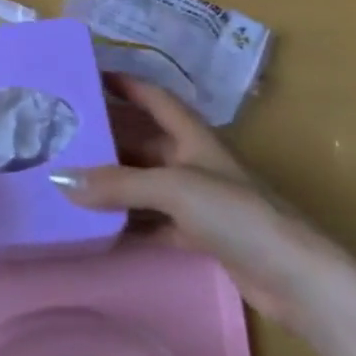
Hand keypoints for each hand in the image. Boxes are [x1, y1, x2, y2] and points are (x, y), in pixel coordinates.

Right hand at [53, 74, 342, 323]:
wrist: (296, 279)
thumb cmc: (237, 214)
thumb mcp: (173, 188)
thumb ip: (117, 184)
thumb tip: (59, 180)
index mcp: (193, 136)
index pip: (154, 97)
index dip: (125, 83)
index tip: (88, 76)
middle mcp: (194, 162)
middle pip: (144, 141)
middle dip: (108, 138)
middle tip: (64, 136)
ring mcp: (199, 201)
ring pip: (145, 184)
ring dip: (114, 183)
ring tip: (70, 180)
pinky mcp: (201, 236)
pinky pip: (154, 223)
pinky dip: (129, 224)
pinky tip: (100, 228)